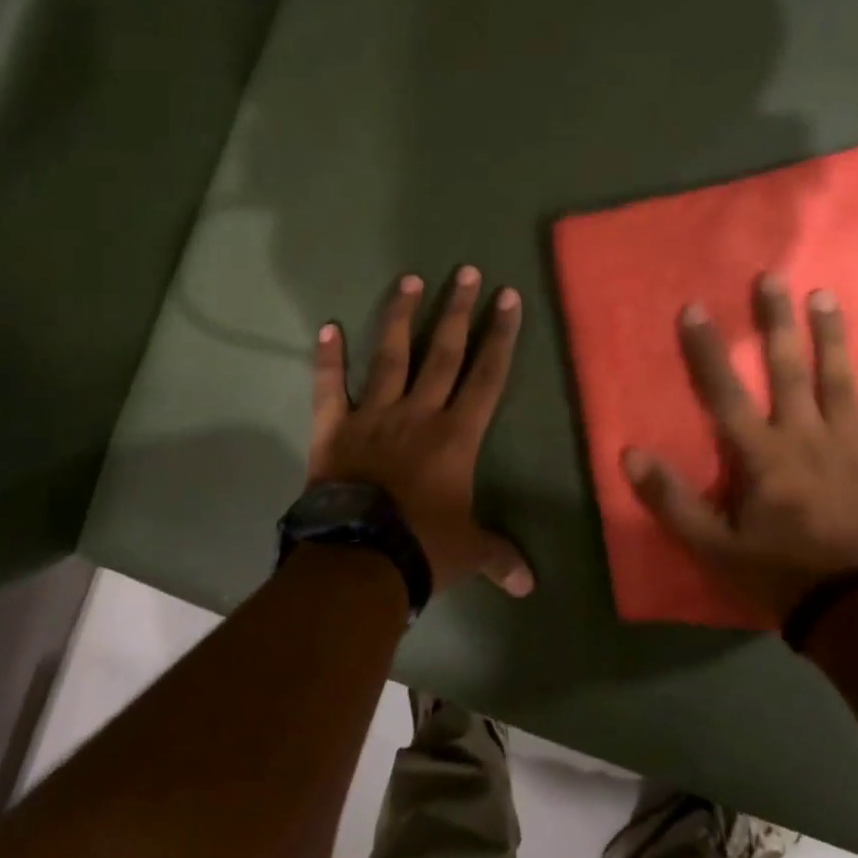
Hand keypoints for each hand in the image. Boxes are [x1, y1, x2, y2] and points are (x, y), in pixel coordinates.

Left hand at [310, 268, 534, 597]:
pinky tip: (326, 327)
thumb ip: (500, 557)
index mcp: (457, 435)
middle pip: (443, 351)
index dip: (500, 335)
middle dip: (458, 309)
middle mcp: (419, 412)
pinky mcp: (334, 428)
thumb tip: (530, 587)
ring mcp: (374, 415)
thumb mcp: (468, 553)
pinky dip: (327, 359)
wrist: (359, 560)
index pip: (487, 374)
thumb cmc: (422, 548)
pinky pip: (329, 388)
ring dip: (401, 317)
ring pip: (391, 356)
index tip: (507, 297)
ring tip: (410, 280)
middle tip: (465, 270)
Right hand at [622, 274, 857, 624]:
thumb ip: (671, 500)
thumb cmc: (777, 574)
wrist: (856, 611)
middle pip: (789, 370)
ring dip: (830, 336)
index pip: (725, 393)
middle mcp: (806, 438)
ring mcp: (852, 446)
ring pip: (838, 380)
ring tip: (824, 296)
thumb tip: (629, 455)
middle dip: (777, 322)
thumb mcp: (712, 547)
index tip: (694, 308)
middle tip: (773, 277)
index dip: (707, 350)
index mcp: (762, 456)